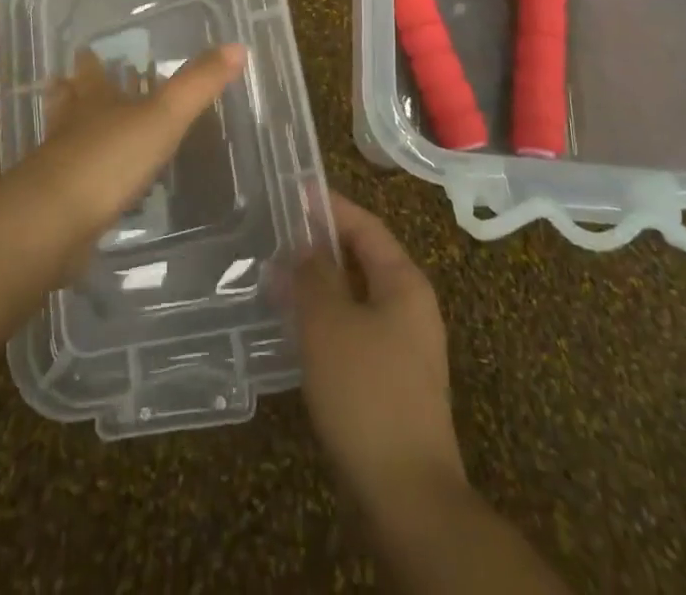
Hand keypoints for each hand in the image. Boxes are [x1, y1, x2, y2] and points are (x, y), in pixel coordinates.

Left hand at [23, 42, 244, 250]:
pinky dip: (83, 178)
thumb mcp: (163, 116)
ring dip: (74, 132)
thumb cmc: (110, 158)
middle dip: (75, 92)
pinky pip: (73, 182)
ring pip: (67, 139)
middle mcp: (73, 126)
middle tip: (73, 82)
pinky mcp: (59, 205)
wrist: (55, 222)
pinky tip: (94, 189)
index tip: (85, 49)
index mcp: (95, 101)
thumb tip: (238, 46)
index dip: (90, 62)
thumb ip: (198, 85)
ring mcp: (61, 166)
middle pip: (70, 102)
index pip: (91, 72)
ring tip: (84, 131)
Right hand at [293, 192, 467, 513]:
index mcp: (404, 283)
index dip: (330, 206)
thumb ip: (312, 277)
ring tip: (275, 275)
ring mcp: (403, 347)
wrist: (406, 494)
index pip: (366, 227)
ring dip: (318, 284)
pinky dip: (324, 319)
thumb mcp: (329, 324)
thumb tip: (297, 248)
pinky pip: (353, 330)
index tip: (293, 191)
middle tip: (277, 233)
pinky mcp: (390, 381)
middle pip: (362, 259)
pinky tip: (293, 327)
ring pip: (355, 297)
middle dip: (320, 245)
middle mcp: (410, 307)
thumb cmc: (367, 392)